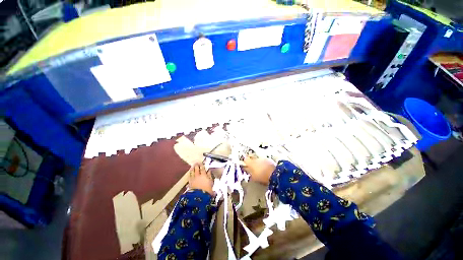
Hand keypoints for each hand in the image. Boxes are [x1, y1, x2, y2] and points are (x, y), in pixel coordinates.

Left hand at [188, 163, 213, 195]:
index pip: (202, 169)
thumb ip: (210, 176)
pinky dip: (189, 175)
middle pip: (196, 169)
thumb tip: (209, 171)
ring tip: (192, 166)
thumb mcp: (211, 183)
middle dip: (196, 166)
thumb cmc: (207, 190)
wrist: (199, 197)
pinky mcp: (190, 183)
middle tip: (196, 163)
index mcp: (204, 175)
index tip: (201, 163)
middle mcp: (198, 176)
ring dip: (192, 169)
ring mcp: (193, 179)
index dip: (202, 165)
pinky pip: (189, 177)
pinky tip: (189, 174)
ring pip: (192, 172)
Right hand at [243, 156, 275, 184]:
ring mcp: (262, 158)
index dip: (245, 163)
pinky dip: (263, 163)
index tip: (245, 166)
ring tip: (259, 168)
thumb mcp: (254, 178)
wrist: (275, 174)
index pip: (245, 160)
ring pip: (257, 159)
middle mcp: (256, 158)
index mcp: (251, 163)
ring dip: (257, 162)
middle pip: (251, 158)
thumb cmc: (262, 176)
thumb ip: (250, 174)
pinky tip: (264, 168)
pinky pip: (263, 160)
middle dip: (251, 162)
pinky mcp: (268, 159)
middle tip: (252, 167)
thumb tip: (248, 172)